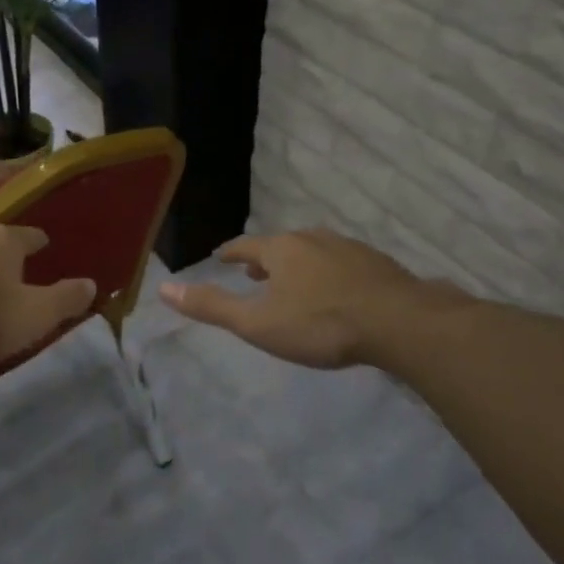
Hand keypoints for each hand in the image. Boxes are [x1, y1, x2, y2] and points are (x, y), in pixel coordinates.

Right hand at [159, 228, 462, 368]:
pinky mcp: (377, 264)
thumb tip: (164, 287)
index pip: (247, 246)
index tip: (223, 255)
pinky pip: (342, 263)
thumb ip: (212, 307)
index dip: (232, 252)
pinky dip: (328, 272)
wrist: (399, 322)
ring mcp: (349, 249)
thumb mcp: (257, 323)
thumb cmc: (320, 324)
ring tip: (293, 281)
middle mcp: (313, 239)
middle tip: (255, 273)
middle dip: (266, 259)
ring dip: (298, 264)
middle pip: (282, 246)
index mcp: (282, 250)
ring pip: (314, 252)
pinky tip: (337, 290)